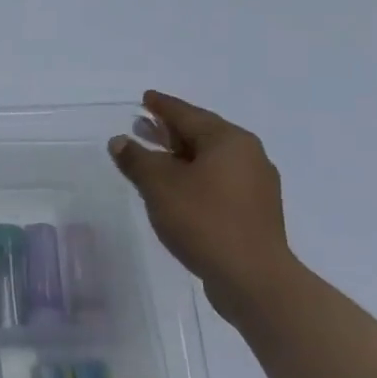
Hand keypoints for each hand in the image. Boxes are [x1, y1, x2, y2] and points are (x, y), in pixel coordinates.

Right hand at [109, 90, 301, 322]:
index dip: (162, 105)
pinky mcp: (254, 212)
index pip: (188, 114)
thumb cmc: (204, 221)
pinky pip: (218, 181)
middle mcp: (248, 155)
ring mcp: (255, 185)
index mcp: (229, 140)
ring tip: (153, 157)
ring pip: (210, 159)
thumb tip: (120, 141)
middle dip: (170, 130)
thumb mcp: (160, 185)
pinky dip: (194, 176)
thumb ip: (137, 159)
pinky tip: (176, 189)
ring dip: (180, 156)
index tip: (145, 98)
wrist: (254, 280)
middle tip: (143, 125)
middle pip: (202, 134)